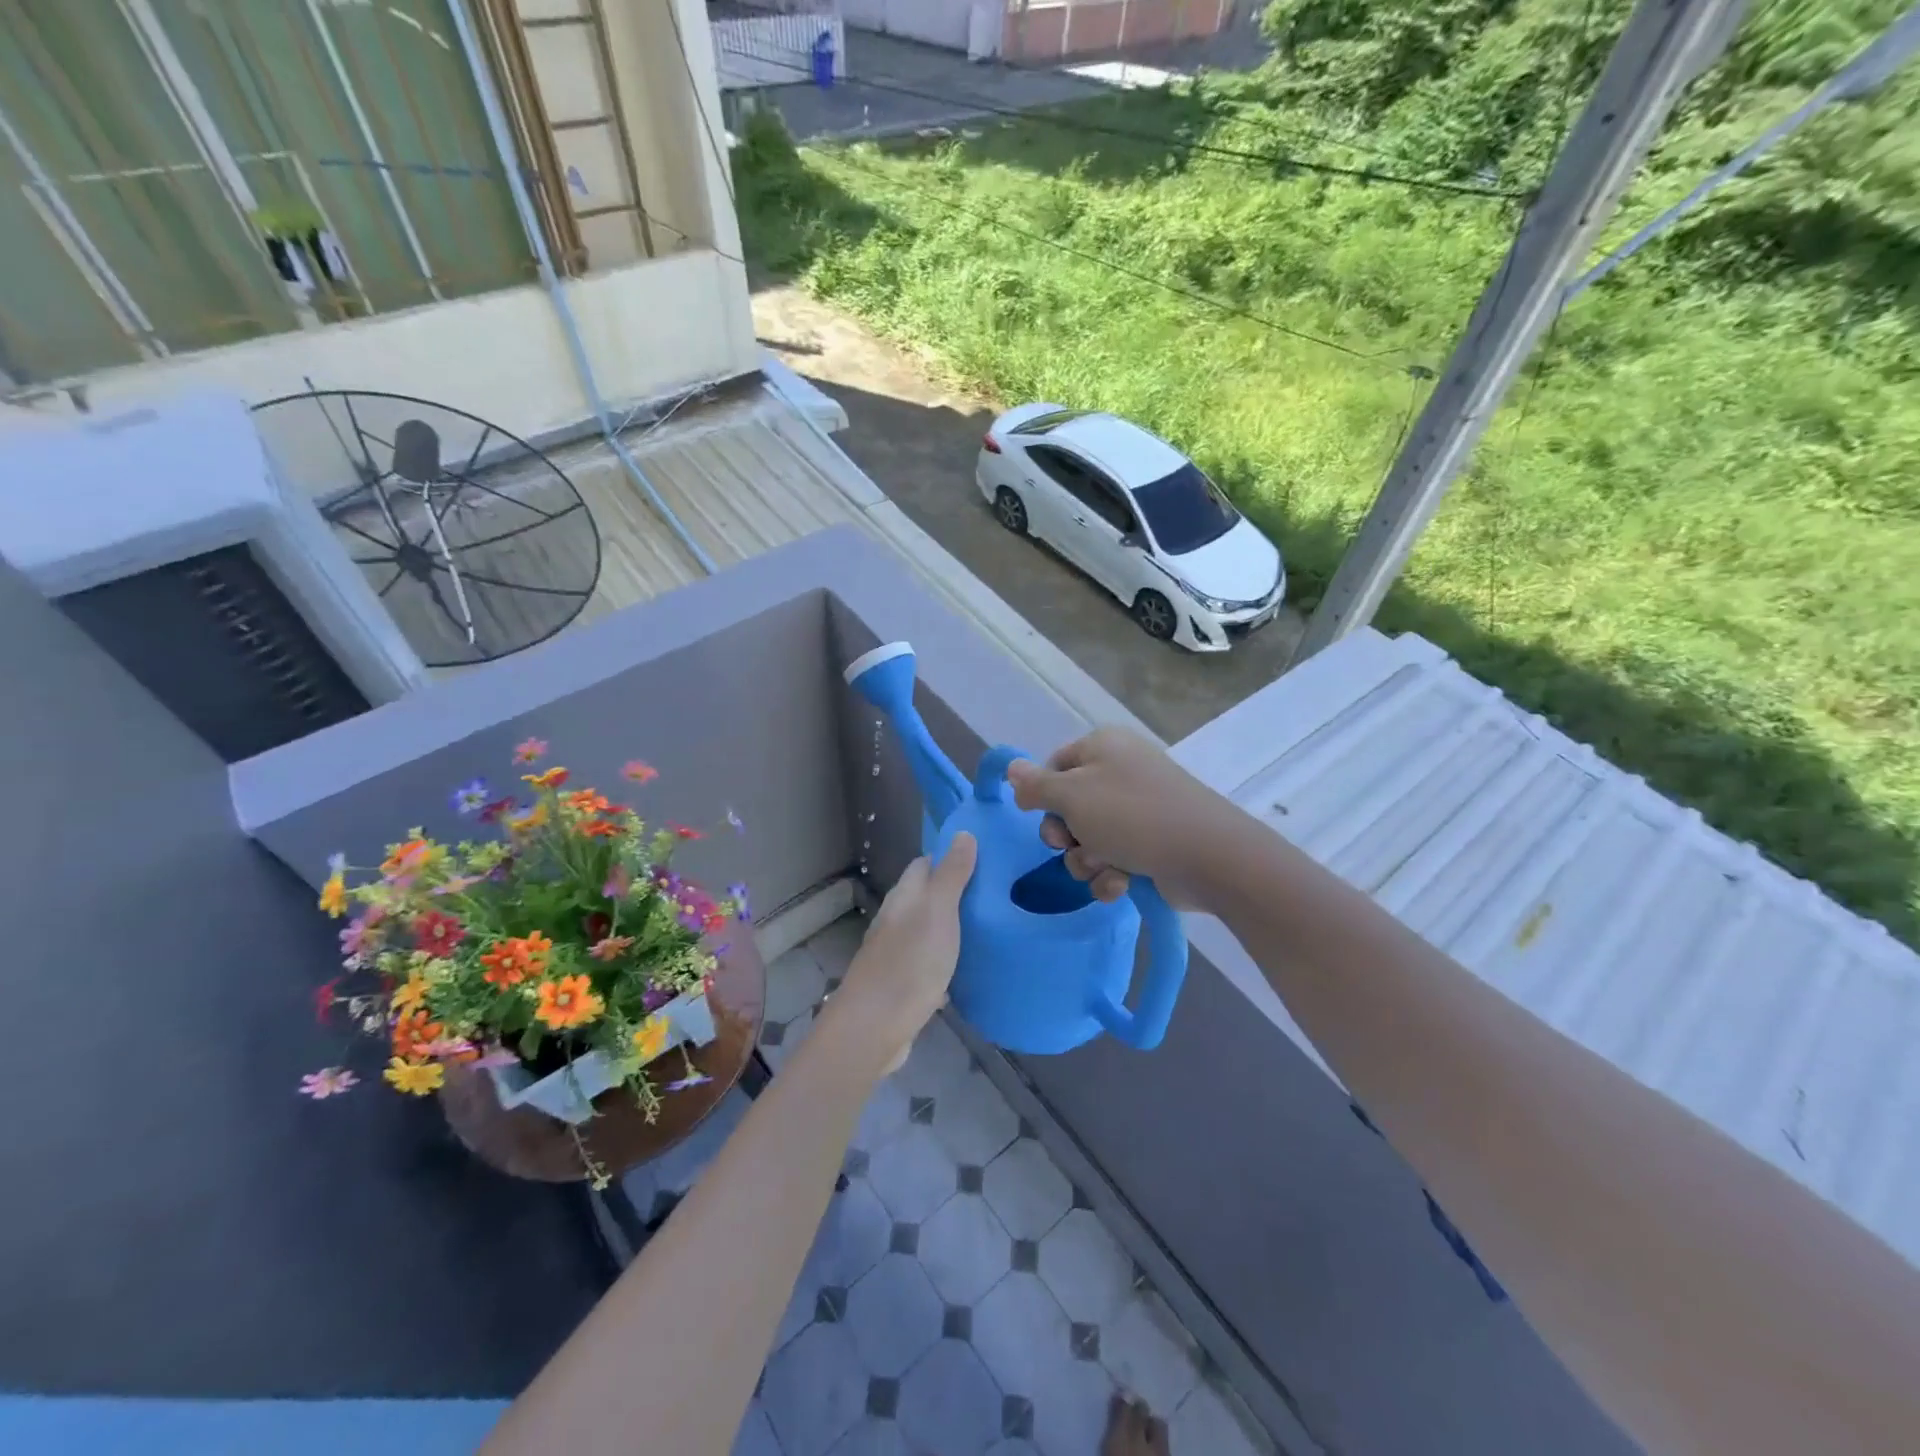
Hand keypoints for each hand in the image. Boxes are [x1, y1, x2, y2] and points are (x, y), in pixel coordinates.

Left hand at [823, 833, 977, 1075]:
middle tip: (996, 897)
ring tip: (989, 930)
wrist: (874, 1028)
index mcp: (904, 897)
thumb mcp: (938, 911)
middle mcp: (896, 921)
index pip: (925, 864)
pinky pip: (928, 966)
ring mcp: (896, 955)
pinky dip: (946, 964)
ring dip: (952, 930)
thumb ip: (951, 874)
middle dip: (956, 894)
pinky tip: (966, 972)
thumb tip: (962, 833)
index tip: (985, 860)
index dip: (951, 858)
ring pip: (927, 932)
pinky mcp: (901, 986)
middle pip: (926, 898)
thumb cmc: (909, 962)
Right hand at [1006, 727, 1231, 909]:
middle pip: (1068, 806)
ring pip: (1088, 839)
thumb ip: (1036, 785)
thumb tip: (1011, 767)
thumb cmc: (1132, 816)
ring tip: (1106, 867)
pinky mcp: (1152, 844)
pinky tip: (1122, 884)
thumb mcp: (1072, 795)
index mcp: (1103, 747)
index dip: (1043, 794)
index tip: (1040, 816)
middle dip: (1065, 835)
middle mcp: (1121, 772)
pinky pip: (1114, 859)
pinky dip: (1112, 874)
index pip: (1054, 765)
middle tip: (1072, 844)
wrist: (1209, 856)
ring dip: (1087, 860)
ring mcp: (1139, 810)